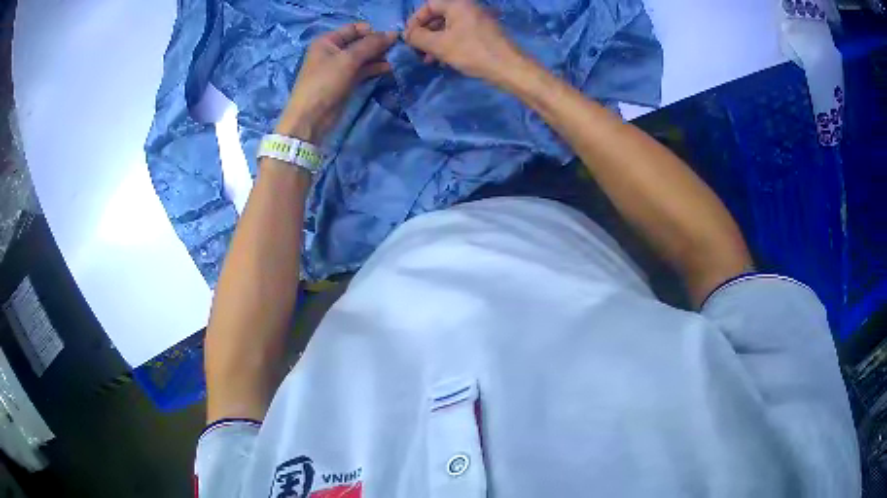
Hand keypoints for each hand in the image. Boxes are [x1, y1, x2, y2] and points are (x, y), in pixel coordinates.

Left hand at [276, 23, 395, 142]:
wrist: (311, 118)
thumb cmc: (325, 83)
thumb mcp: (348, 59)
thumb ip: (371, 44)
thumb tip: (393, 33)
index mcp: (328, 40)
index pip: (355, 28)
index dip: (373, 31)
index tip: (392, 37)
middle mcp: (333, 50)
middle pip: (361, 42)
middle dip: (379, 44)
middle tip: (399, 48)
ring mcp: (340, 66)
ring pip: (364, 56)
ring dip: (380, 57)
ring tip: (398, 58)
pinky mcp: (346, 81)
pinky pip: (364, 69)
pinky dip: (376, 68)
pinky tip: (390, 68)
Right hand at [403, 0, 524, 83]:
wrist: (509, 68)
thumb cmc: (472, 52)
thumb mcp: (439, 45)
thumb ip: (418, 37)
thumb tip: (406, 34)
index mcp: (458, 4)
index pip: (428, 5)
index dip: (415, 21)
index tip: (409, 38)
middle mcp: (468, 8)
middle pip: (438, 16)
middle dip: (425, 33)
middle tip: (416, 50)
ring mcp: (477, 21)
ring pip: (448, 27)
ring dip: (435, 42)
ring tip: (427, 60)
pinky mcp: (483, 34)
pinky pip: (460, 35)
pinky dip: (448, 45)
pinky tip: (443, 61)